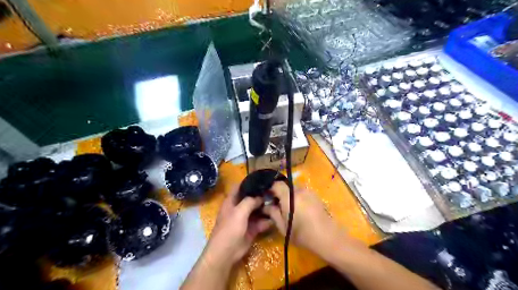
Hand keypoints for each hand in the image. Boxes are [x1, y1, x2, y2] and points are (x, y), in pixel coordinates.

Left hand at [204, 188, 272, 267]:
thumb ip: (250, 201)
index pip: (239, 187)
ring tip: (279, 203)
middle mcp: (239, 208)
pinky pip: (261, 222)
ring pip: (257, 210)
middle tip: (275, 191)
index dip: (248, 182)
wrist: (226, 253)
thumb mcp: (239, 212)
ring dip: (266, 208)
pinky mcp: (252, 229)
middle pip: (251, 199)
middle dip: (261, 195)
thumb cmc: (229, 229)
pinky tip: (277, 217)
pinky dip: (268, 220)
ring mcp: (245, 219)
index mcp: (231, 201)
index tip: (261, 178)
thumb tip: (260, 196)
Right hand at [263, 182, 342, 254]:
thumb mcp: (283, 227)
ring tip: (291, 210)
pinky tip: (301, 211)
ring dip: (290, 197)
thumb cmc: (302, 234)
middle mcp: (299, 190)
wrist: (327, 237)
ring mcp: (309, 192)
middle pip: (286, 186)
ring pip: (295, 190)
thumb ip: (273, 213)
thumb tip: (266, 206)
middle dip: (281, 194)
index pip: (276, 184)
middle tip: (278, 206)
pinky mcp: (316, 196)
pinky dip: (299, 199)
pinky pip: (303, 193)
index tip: (268, 199)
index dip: (271, 189)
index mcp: (289, 196)